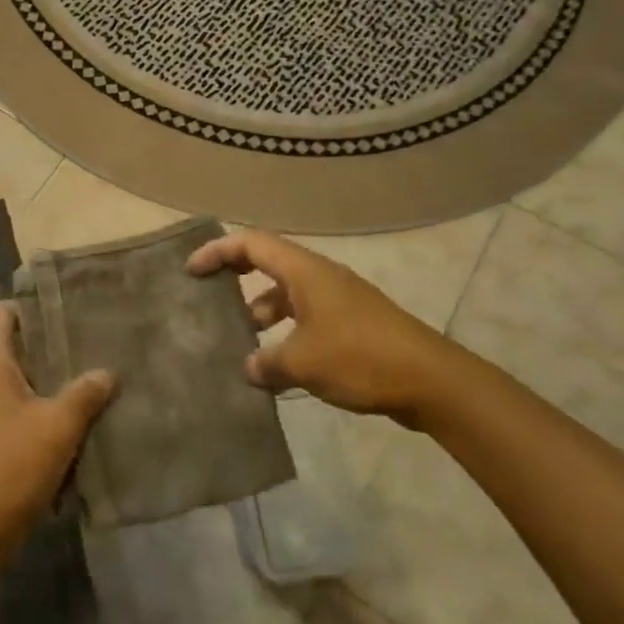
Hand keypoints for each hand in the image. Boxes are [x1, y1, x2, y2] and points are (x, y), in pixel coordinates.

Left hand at [0, 303, 116, 569]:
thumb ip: (85, 394)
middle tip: (91, 344)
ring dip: (49, 384)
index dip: (30, 306)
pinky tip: (74, 426)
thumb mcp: (57, 427)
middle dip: (50, 346)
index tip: (67, 312)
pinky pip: (15, 413)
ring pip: (17, 382)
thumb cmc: (8, 467)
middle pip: (12, 346)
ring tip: (91, 381)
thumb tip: (108, 371)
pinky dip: (41, 414)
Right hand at [187, 229, 495, 427]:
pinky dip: (286, 332)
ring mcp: (339, 300)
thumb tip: (250, 367)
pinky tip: (277, 366)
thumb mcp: (302, 362)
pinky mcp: (352, 324)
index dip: (218, 251)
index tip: (192, 270)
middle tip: (210, 297)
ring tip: (241, 343)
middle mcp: (320, 277)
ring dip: (262, 311)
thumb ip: (267, 363)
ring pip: (288, 294)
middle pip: (268, 262)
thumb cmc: (360, 357)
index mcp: (305, 271)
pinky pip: (306, 317)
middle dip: (237, 276)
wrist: (431, 380)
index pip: (252, 243)